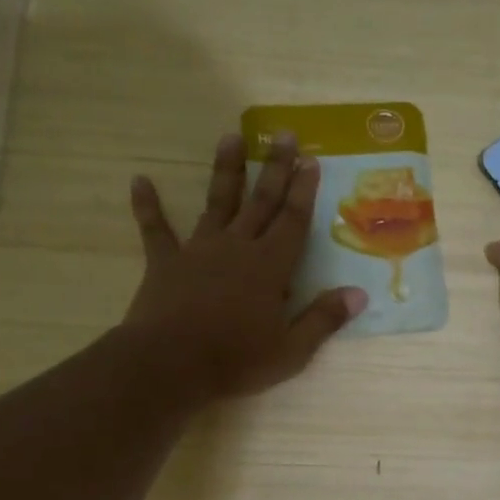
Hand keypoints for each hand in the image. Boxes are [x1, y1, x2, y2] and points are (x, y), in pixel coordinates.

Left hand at [124, 131, 364, 403]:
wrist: (170, 365)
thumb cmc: (236, 361)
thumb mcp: (291, 351)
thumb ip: (324, 319)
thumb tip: (359, 295)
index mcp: (270, 267)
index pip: (293, 221)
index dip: (303, 191)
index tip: (310, 160)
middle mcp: (237, 248)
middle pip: (261, 201)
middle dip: (275, 167)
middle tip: (283, 134)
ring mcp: (199, 251)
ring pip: (216, 203)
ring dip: (225, 171)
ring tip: (230, 137)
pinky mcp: (165, 262)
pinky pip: (156, 229)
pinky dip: (148, 206)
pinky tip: (139, 181)